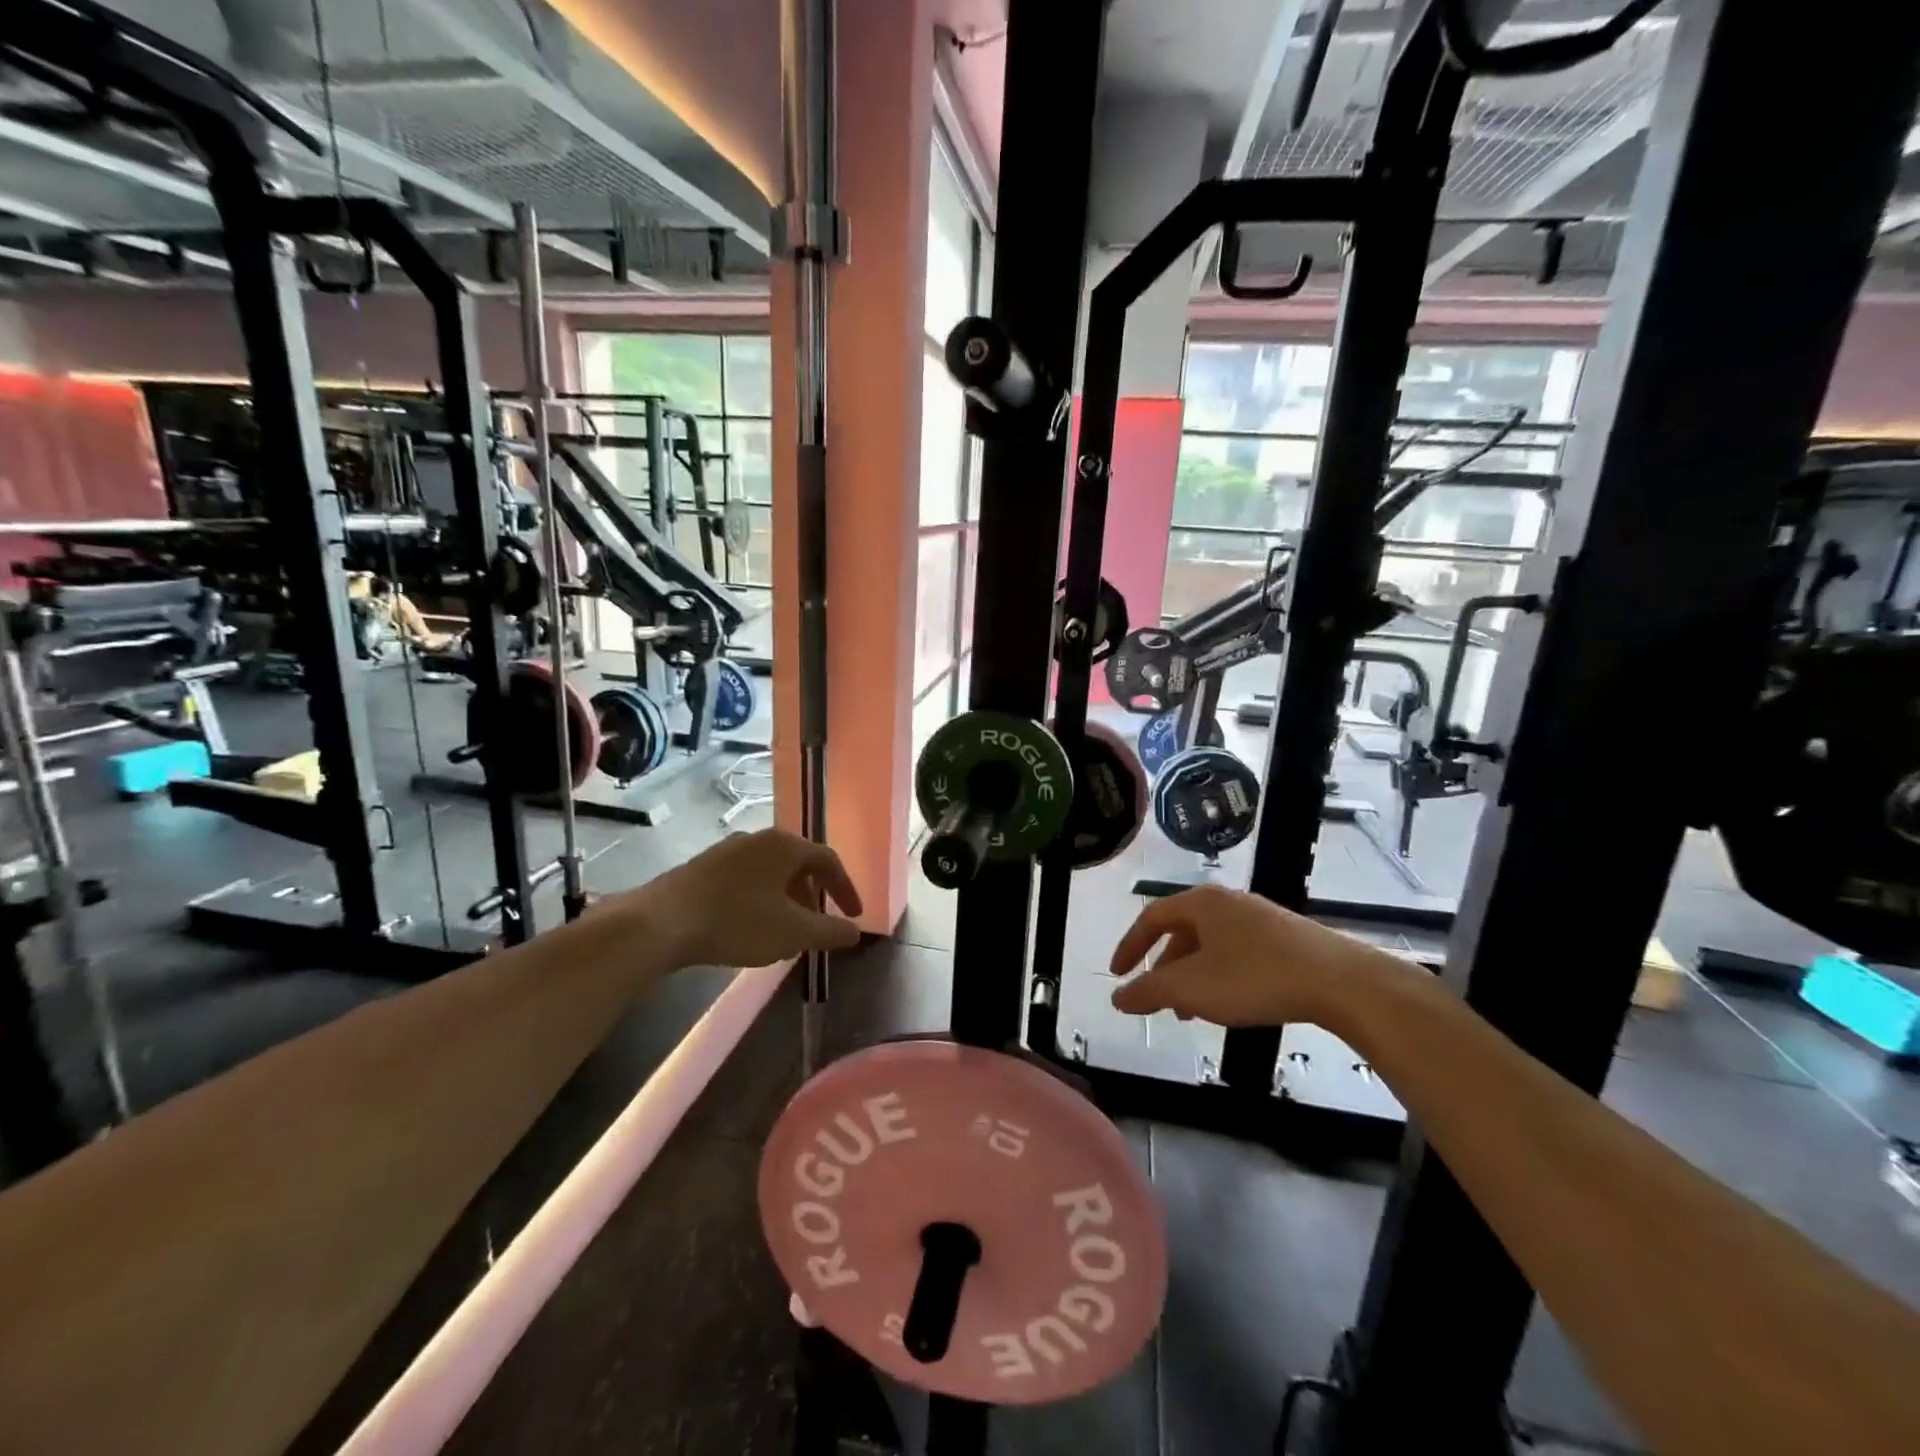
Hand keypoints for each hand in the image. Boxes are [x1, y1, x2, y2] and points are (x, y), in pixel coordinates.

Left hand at [640, 829, 863, 967]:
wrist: (660, 923)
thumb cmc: (738, 922)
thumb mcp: (793, 932)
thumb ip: (830, 931)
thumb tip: (856, 931)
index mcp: (785, 845)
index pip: (828, 861)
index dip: (846, 889)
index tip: (854, 916)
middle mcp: (758, 838)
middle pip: (798, 863)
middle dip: (814, 895)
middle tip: (818, 924)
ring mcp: (727, 850)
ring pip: (770, 872)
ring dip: (786, 899)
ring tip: (785, 930)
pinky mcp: (702, 867)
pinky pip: (745, 879)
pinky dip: (760, 899)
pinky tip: (750, 926)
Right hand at [1108, 885, 1389, 1030]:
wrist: (1339, 981)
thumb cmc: (1254, 977)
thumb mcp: (1192, 988)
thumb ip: (1149, 992)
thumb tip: (1117, 997)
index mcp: (1200, 902)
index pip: (1151, 918)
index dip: (1130, 946)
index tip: (1117, 974)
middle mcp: (1227, 901)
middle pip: (1182, 931)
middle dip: (1165, 969)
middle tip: (1159, 1001)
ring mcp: (1259, 917)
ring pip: (1211, 945)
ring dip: (1193, 976)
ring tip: (1193, 1011)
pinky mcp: (1285, 936)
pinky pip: (1237, 952)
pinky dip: (1221, 975)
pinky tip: (1231, 1003)